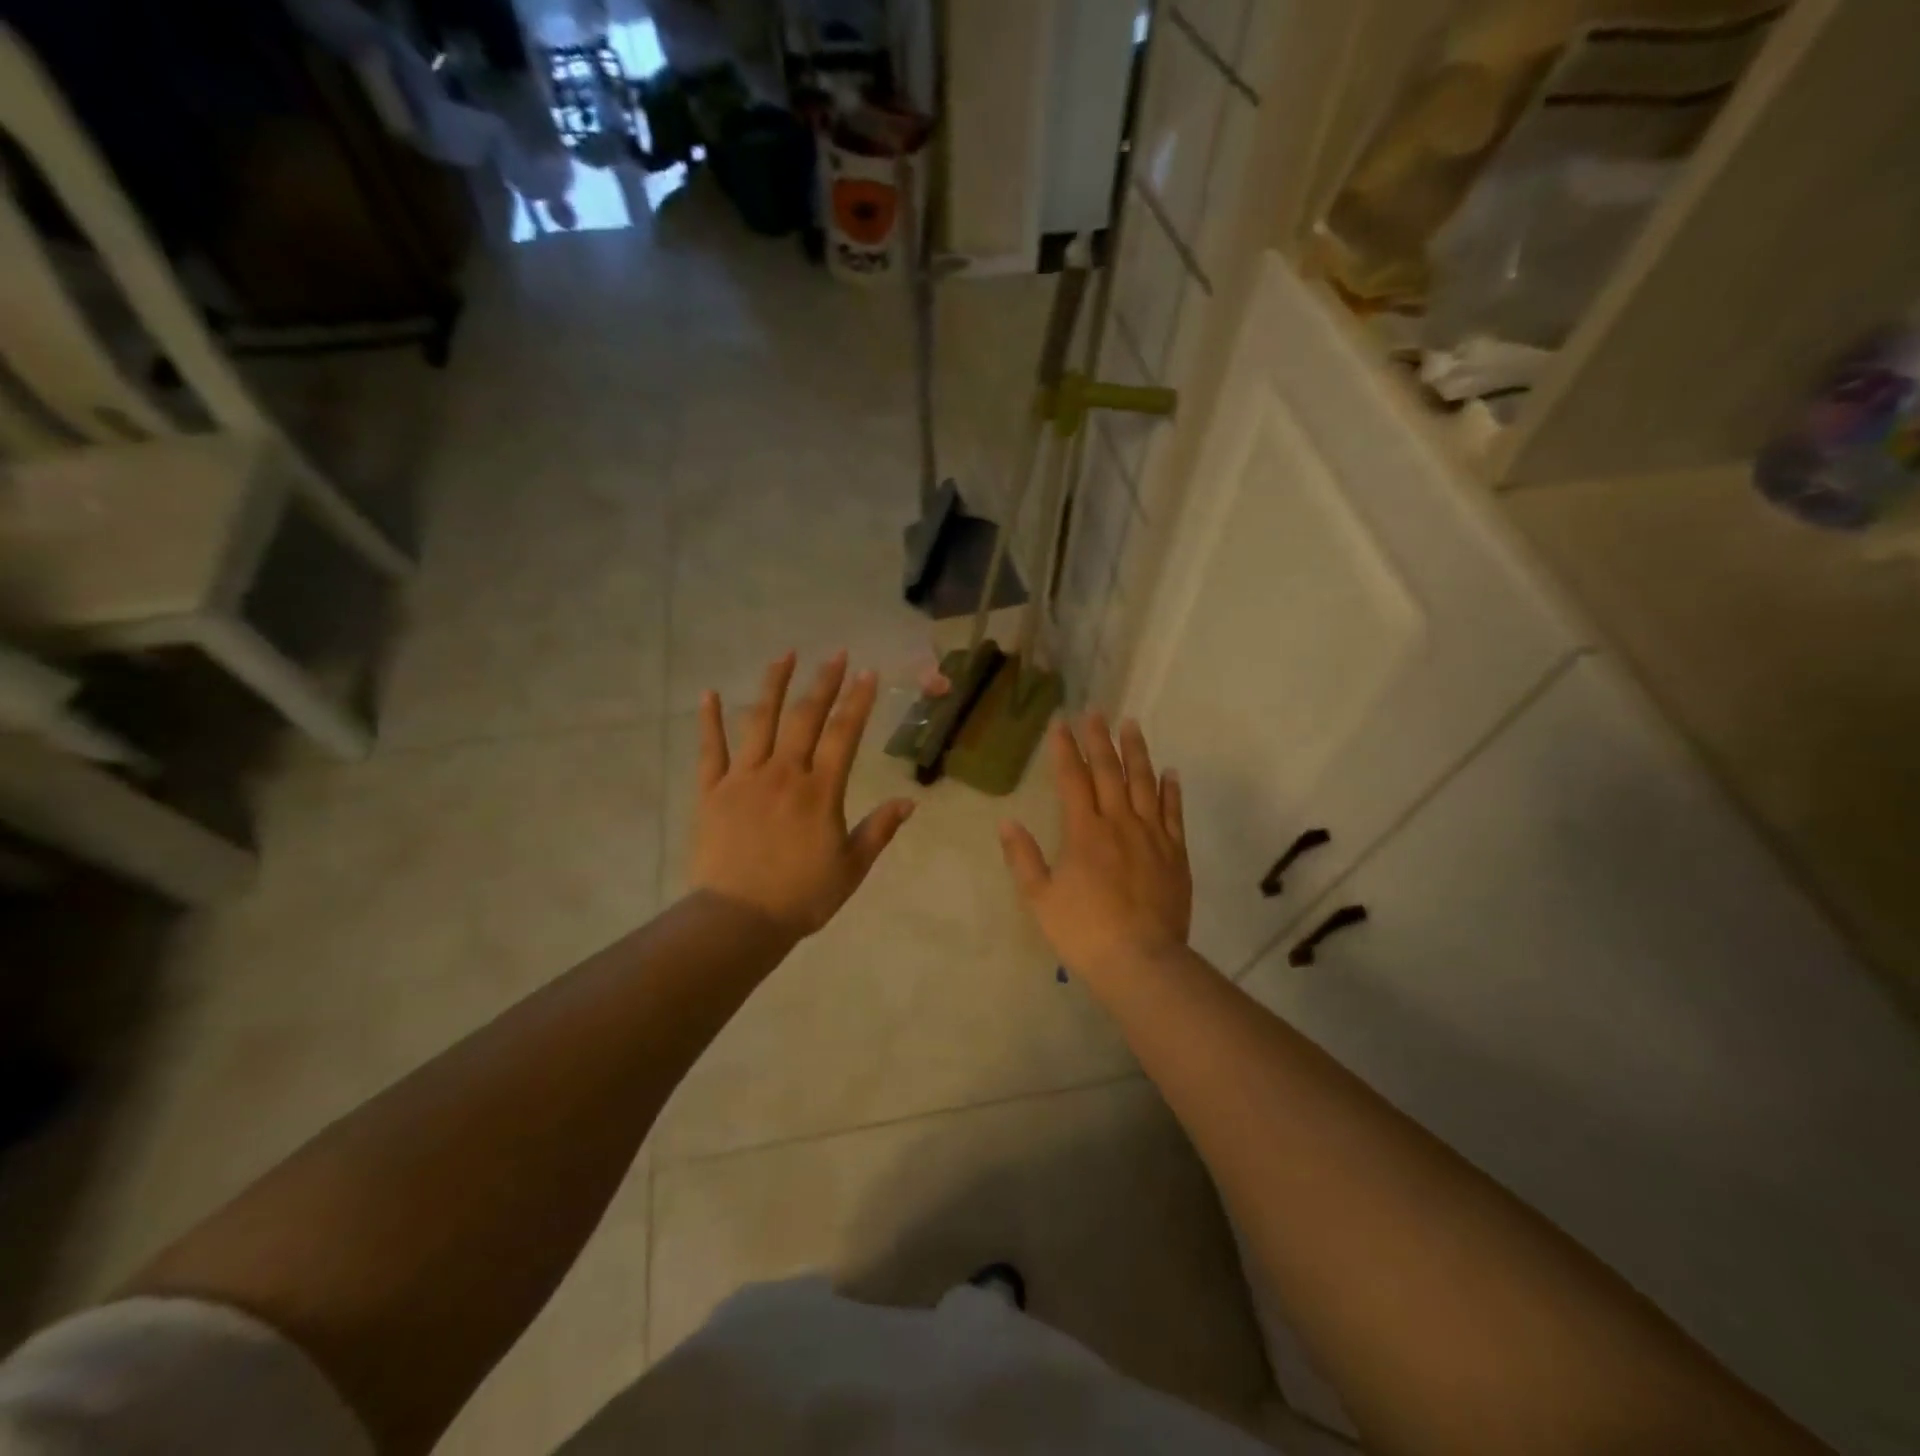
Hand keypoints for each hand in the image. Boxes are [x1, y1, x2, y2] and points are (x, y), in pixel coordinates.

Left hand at [689, 651, 915, 938]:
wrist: (739, 919)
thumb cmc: (802, 896)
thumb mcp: (852, 868)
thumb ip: (879, 830)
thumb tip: (909, 801)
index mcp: (820, 791)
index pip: (844, 734)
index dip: (857, 701)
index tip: (866, 673)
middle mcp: (784, 773)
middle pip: (805, 717)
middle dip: (823, 682)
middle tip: (835, 654)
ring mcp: (744, 778)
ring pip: (759, 721)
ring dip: (773, 685)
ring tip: (784, 655)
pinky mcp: (712, 791)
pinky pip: (710, 749)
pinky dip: (709, 720)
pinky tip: (709, 693)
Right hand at [999, 713, 1190, 983]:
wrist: (1141, 961)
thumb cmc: (1084, 931)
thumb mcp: (1041, 898)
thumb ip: (1024, 858)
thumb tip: (1008, 822)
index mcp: (1084, 832)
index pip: (1072, 779)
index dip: (1065, 749)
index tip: (1061, 723)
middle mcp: (1119, 823)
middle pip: (1109, 771)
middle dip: (1100, 739)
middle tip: (1097, 711)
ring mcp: (1152, 836)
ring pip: (1145, 783)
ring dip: (1137, 752)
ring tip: (1132, 725)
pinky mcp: (1176, 853)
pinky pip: (1174, 813)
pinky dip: (1171, 790)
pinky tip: (1170, 772)